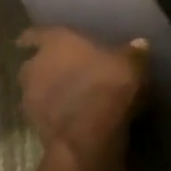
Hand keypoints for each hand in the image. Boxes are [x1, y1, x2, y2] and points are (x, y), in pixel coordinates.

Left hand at [16, 27, 149, 157]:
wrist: (90, 136)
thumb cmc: (108, 84)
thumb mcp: (131, 62)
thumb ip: (132, 52)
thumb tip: (139, 45)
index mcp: (56, 42)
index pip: (35, 34)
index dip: (34, 38)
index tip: (31, 41)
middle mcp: (37, 66)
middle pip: (32, 64)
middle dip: (43, 66)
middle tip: (62, 68)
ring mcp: (31, 100)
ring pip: (34, 90)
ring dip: (46, 91)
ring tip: (67, 93)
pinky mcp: (34, 128)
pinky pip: (42, 113)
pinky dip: (52, 112)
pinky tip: (70, 114)